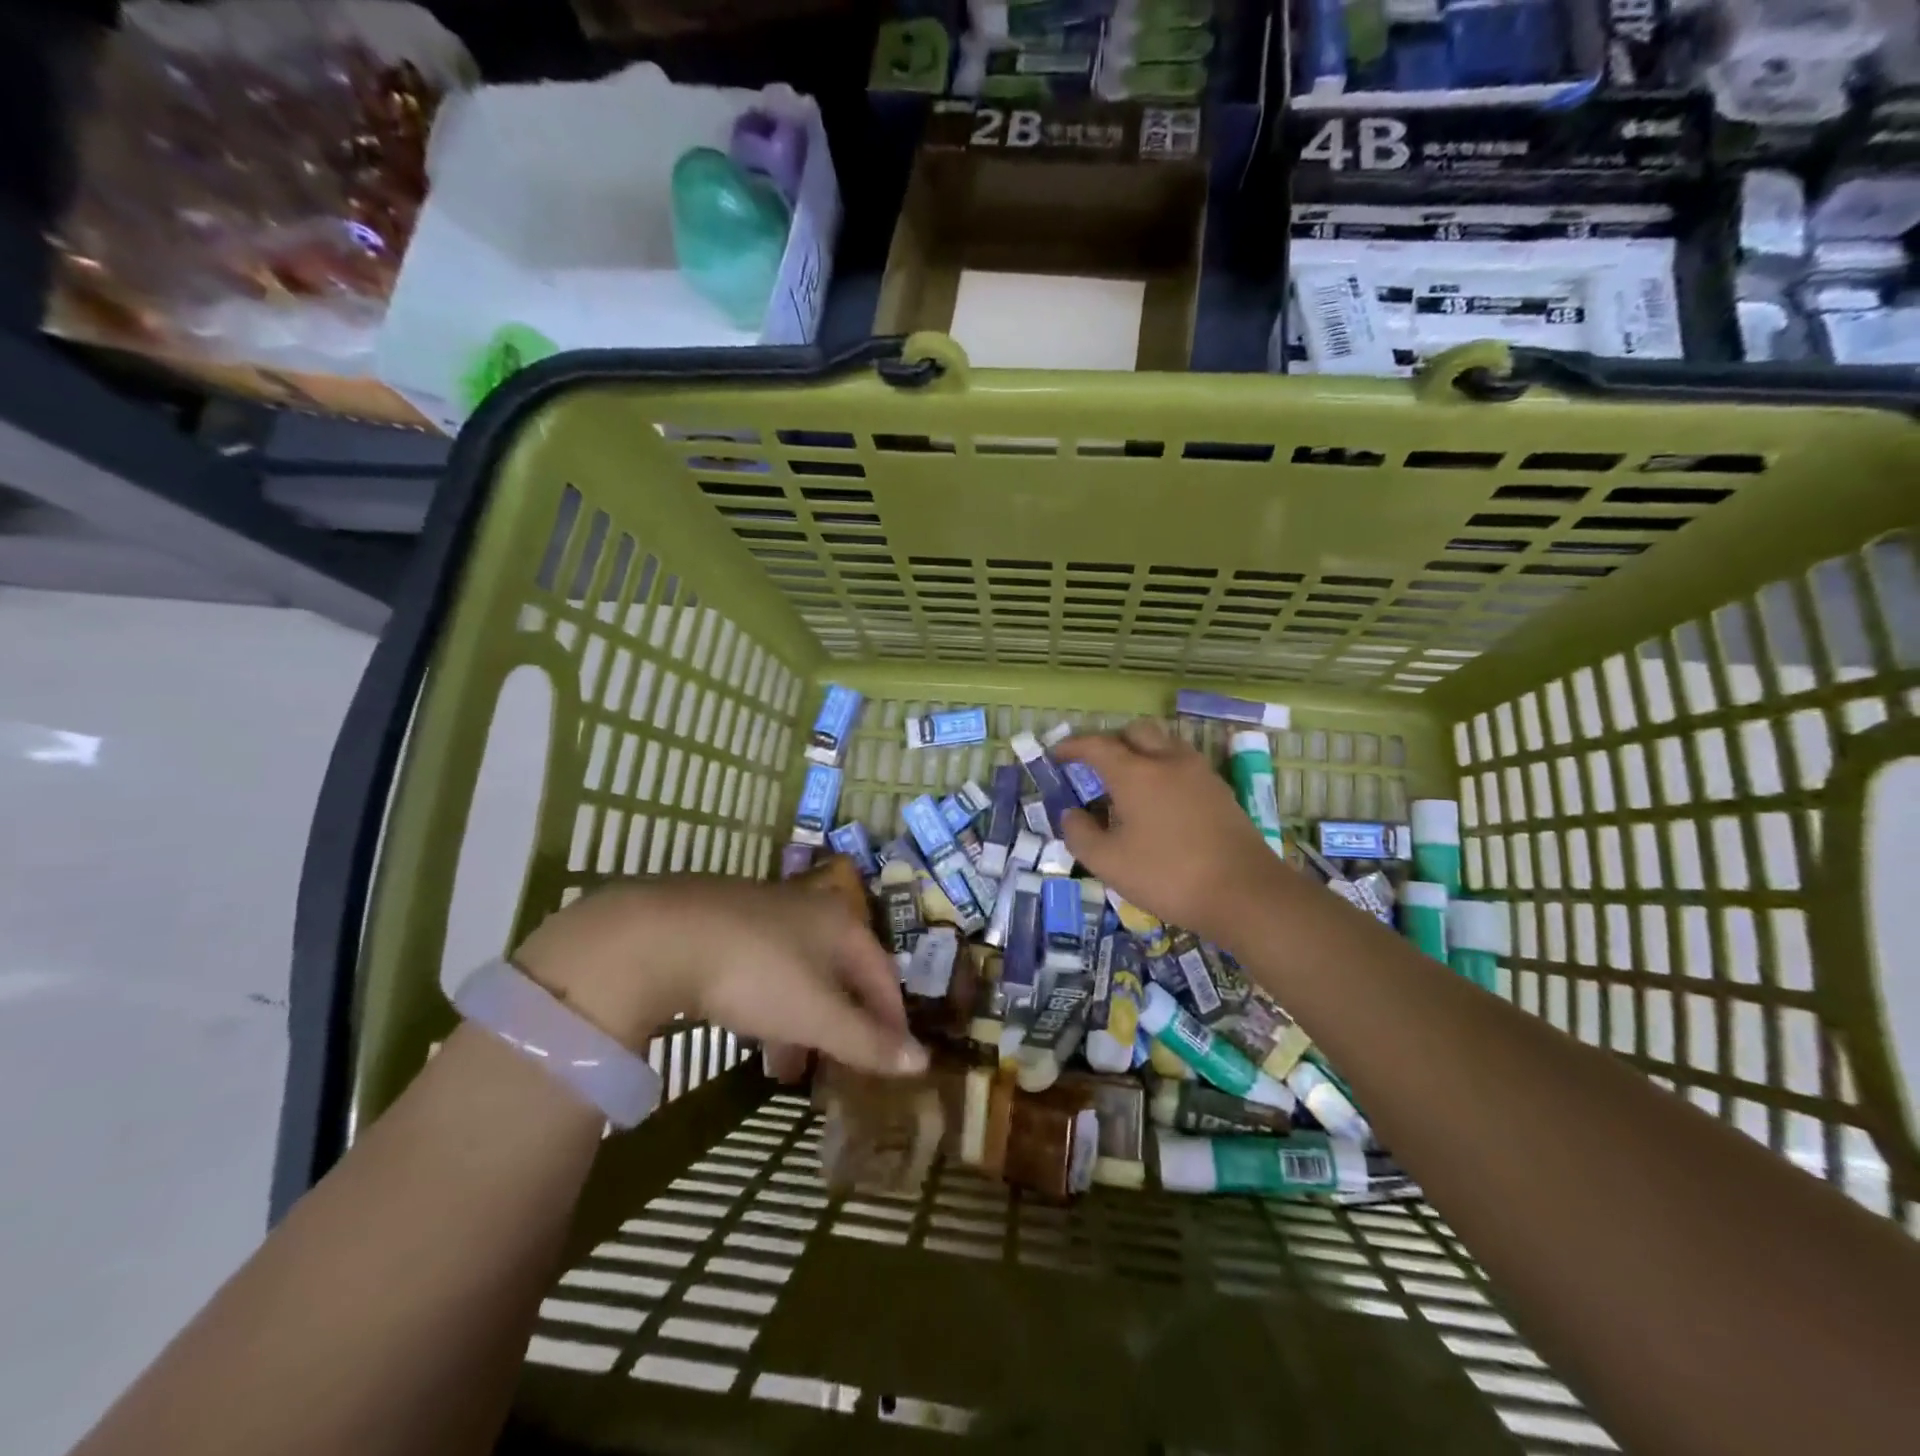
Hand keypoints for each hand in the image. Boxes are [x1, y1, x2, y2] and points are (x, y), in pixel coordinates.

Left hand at [513, 877, 925, 1077]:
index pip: (882, 973)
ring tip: (788, 1068)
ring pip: (799, 972)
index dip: (891, 1017)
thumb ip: (867, 1042)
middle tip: (839, 1066)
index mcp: (841, 924)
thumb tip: (923, 1062)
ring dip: (801, 1020)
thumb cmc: (757, 974)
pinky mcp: (724, 921)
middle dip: (841, 1023)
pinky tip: (749, 1032)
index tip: (893, 1056)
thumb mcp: (816, 1016)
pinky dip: (768, 1004)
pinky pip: (763, 968)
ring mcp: (764, 911)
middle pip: (840, 972)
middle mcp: (810, 909)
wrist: (663, 934)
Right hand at [1053, 718, 1295, 945]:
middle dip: (1111, 741)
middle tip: (1095, 766)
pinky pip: (1183, 764)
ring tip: (1127, 784)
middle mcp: (1168, 761)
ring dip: (1141, 752)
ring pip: (1164, 744)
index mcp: (1136, 773)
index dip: (1072, 747)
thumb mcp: (1109, 863)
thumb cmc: (1168, 876)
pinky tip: (1159, 802)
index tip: (1056, 755)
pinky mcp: (1220, 791)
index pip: (1097, 746)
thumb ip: (1080, 834)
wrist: (1245, 893)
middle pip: (1136, 732)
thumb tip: (1071, 813)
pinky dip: (1163, 769)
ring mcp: (1199, 773)